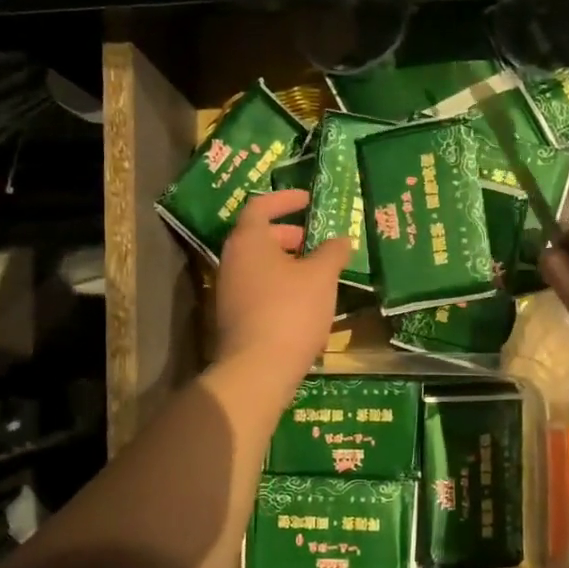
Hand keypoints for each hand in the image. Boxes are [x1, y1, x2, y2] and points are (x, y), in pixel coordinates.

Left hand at [212, 189, 352, 395]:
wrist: (258, 369)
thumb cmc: (290, 310)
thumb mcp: (321, 276)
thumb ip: (332, 252)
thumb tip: (340, 240)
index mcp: (248, 241)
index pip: (261, 206)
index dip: (285, 199)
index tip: (308, 199)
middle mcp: (231, 260)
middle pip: (258, 236)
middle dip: (288, 234)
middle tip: (313, 241)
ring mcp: (228, 290)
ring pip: (258, 265)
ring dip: (285, 262)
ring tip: (315, 273)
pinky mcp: (233, 317)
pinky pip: (257, 288)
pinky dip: (279, 285)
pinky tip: (303, 302)